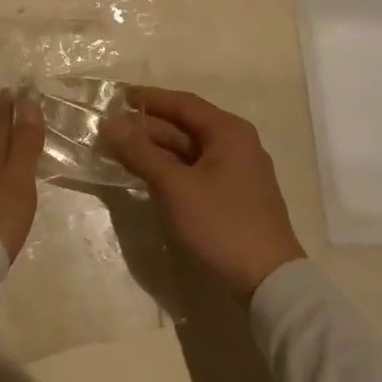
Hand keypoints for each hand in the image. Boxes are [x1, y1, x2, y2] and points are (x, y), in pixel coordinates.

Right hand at [101, 86, 304, 301]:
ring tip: (123, 152)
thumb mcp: (175, 187)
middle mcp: (237, 144)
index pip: (183, 104)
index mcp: (228, 132)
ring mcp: (238, 173)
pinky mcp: (235, 198)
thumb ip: (142, 153)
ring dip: (157, 150)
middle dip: (148, 127)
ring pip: (190, 151)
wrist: (270, 285)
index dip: (149, 99)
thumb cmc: (221, 225)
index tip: (119, 96)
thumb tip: (111, 123)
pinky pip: (196, 171)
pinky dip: (171, 170)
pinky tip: (150, 177)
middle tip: (112, 129)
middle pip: (186, 127)